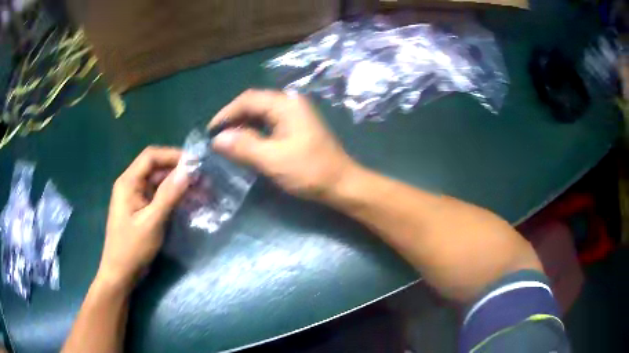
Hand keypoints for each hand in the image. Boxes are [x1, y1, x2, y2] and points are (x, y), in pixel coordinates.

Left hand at [97, 147, 189, 289]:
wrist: (121, 273)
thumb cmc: (132, 248)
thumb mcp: (152, 221)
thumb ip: (169, 195)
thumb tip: (188, 170)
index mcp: (128, 182)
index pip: (151, 156)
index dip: (173, 155)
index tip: (195, 162)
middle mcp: (131, 185)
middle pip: (156, 168)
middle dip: (179, 171)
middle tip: (203, 179)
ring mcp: (136, 197)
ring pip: (159, 182)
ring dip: (178, 185)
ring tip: (201, 191)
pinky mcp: (141, 209)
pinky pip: (159, 196)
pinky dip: (173, 197)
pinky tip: (189, 202)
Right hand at [210, 90, 355, 199]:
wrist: (342, 184)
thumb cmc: (309, 171)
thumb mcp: (272, 159)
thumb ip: (243, 146)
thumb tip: (217, 138)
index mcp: (286, 105)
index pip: (248, 100)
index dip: (226, 113)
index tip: (211, 131)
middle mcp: (290, 103)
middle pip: (254, 104)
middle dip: (234, 119)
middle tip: (218, 138)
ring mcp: (295, 115)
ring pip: (261, 114)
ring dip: (243, 126)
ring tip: (228, 142)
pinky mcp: (297, 127)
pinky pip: (270, 123)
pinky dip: (255, 132)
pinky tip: (246, 144)